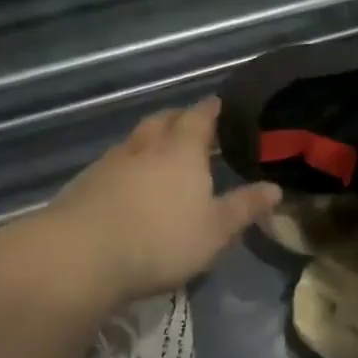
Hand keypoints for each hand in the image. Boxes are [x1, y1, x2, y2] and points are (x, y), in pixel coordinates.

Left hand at [38, 96, 280, 306]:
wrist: (82, 254)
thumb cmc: (161, 239)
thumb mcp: (215, 230)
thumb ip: (244, 207)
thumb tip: (275, 188)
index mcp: (182, 150)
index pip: (199, 117)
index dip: (210, 109)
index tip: (218, 104)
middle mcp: (147, 146)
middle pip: (164, 119)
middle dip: (179, 118)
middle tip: (191, 124)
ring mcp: (112, 161)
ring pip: (136, 139)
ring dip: (150, 139)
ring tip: (161, 152)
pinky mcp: (86, 181)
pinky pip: (114, 161)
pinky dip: (128, 163)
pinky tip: (128, 182)